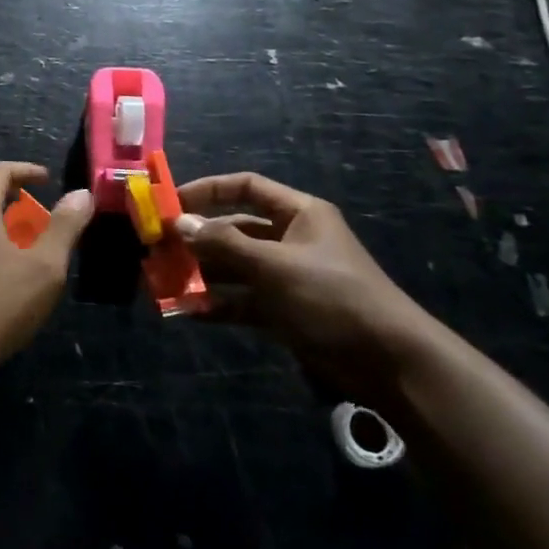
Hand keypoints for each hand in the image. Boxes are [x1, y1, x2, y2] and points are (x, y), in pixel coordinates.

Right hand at [176, 173, 440, 402]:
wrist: (388, 361)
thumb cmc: (332, 296)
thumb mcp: (274, 265)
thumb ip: (224, 243)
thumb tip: (179, 223)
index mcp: (299, 214)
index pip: (246, 187)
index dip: (208, 190)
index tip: (172, 203)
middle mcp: (291, 239)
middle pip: (236, 229)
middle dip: (199, 238)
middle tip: (160, 249)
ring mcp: (287, 277)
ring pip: (235, 267)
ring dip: (204, 274)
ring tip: (166, 282)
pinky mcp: (285, 311)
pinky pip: (243, 300)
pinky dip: (219, 304)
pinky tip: (189, 312)